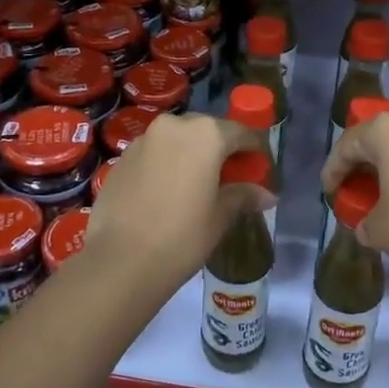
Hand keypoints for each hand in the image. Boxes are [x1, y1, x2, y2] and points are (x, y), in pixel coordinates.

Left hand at [86, 113, 272, 287]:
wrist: (120, 261)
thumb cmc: (182, 236)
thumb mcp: (220, 217)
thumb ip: (243, 196)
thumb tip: (267, 195)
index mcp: (206, 135)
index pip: (241, 133)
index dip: (254, 149)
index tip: (261, 166)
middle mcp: (174, 126)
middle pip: (207, 130)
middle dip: (221, 148)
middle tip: (230, 176)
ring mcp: (144, 139)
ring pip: (177, 139)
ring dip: (191, 155)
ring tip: (198, 184)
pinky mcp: (122, 158)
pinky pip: (154, 153)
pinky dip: (167, 164)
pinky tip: (168, 192)